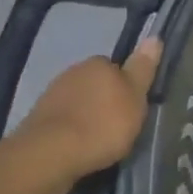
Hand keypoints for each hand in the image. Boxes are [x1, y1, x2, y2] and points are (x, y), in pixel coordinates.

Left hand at [0, 38, 160, 193]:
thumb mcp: (135, 97)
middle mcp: (72, 72)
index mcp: (97, 63)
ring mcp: (51, 96)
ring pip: (78, 103)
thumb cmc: (101, 124)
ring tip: (98, 142)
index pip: (116, 68)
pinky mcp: (37, 121)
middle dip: (104, 102)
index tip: (132, 107)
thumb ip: (143, 69)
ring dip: (86, 117)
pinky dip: (71, 133)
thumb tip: (154, 38)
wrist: (49, 155)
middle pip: (96, 85)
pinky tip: (78, 150)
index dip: (126, 87)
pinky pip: (63, 123)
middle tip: (118, 126)